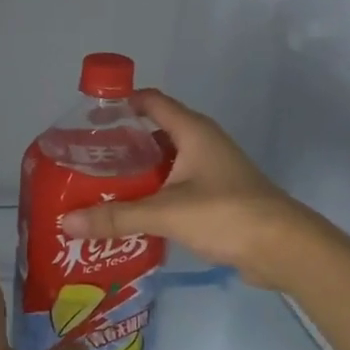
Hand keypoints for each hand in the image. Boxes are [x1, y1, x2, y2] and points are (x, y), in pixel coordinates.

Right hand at [60, 89, 317, 289]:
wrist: (283, 248)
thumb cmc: (226, 214)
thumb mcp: (166, 212)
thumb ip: (116, 217)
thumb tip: (66, 222)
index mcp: (192, 131)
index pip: (150, 101)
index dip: (120, 103)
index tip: (86, 119)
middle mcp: (202, 143)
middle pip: (153, 134)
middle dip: (120, 146)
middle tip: (85, 162)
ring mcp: (211, 171)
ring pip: (164, 164)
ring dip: (136, 175)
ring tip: (99, 189)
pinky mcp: (216, 197)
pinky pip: (176, 187)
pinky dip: (153, 195)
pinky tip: (130, 214)